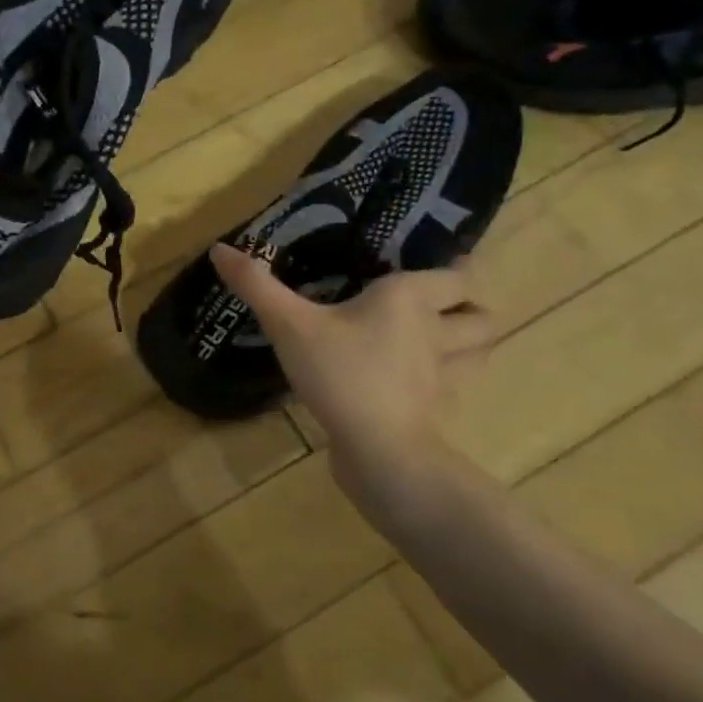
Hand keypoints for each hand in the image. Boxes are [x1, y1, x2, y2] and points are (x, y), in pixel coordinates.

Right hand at [209, 247, 491, 504]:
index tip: (438, 260)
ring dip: (469, 344)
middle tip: (438, 304)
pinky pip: (454, 389)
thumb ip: (256, 286)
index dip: (456, 267)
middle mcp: (437, 332)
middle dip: (470, 308)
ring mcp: (444, 377)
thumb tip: (219, 249)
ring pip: (480, 353)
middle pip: (483, 315)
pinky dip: (446, 382)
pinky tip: (417, 383)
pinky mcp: (435, 412)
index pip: (458, 275)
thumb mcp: (289, 325)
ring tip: (438, 340)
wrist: (379, 452)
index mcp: (410, 299)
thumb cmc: (341, 374)